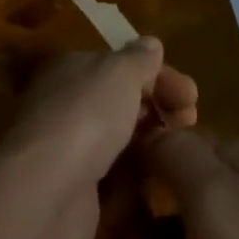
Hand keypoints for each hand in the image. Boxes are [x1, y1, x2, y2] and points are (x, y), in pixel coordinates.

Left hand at [0, 40, 197, 238]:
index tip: (191, 94)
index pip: (121, 65)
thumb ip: (139, 59)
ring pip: (119, 139)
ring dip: (151, 141)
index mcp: (73, 69)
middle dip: (159, 106)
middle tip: (192, 120)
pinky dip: (137, 175)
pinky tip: (161, 180)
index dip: (158, 74)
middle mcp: (68, 105)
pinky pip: (114, 178)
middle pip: (121, 101)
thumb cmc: (87, 115)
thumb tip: (151, 44)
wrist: (47, 193)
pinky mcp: (77, 194)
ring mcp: (71, 151)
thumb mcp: (120, 72)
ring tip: (182, 150)